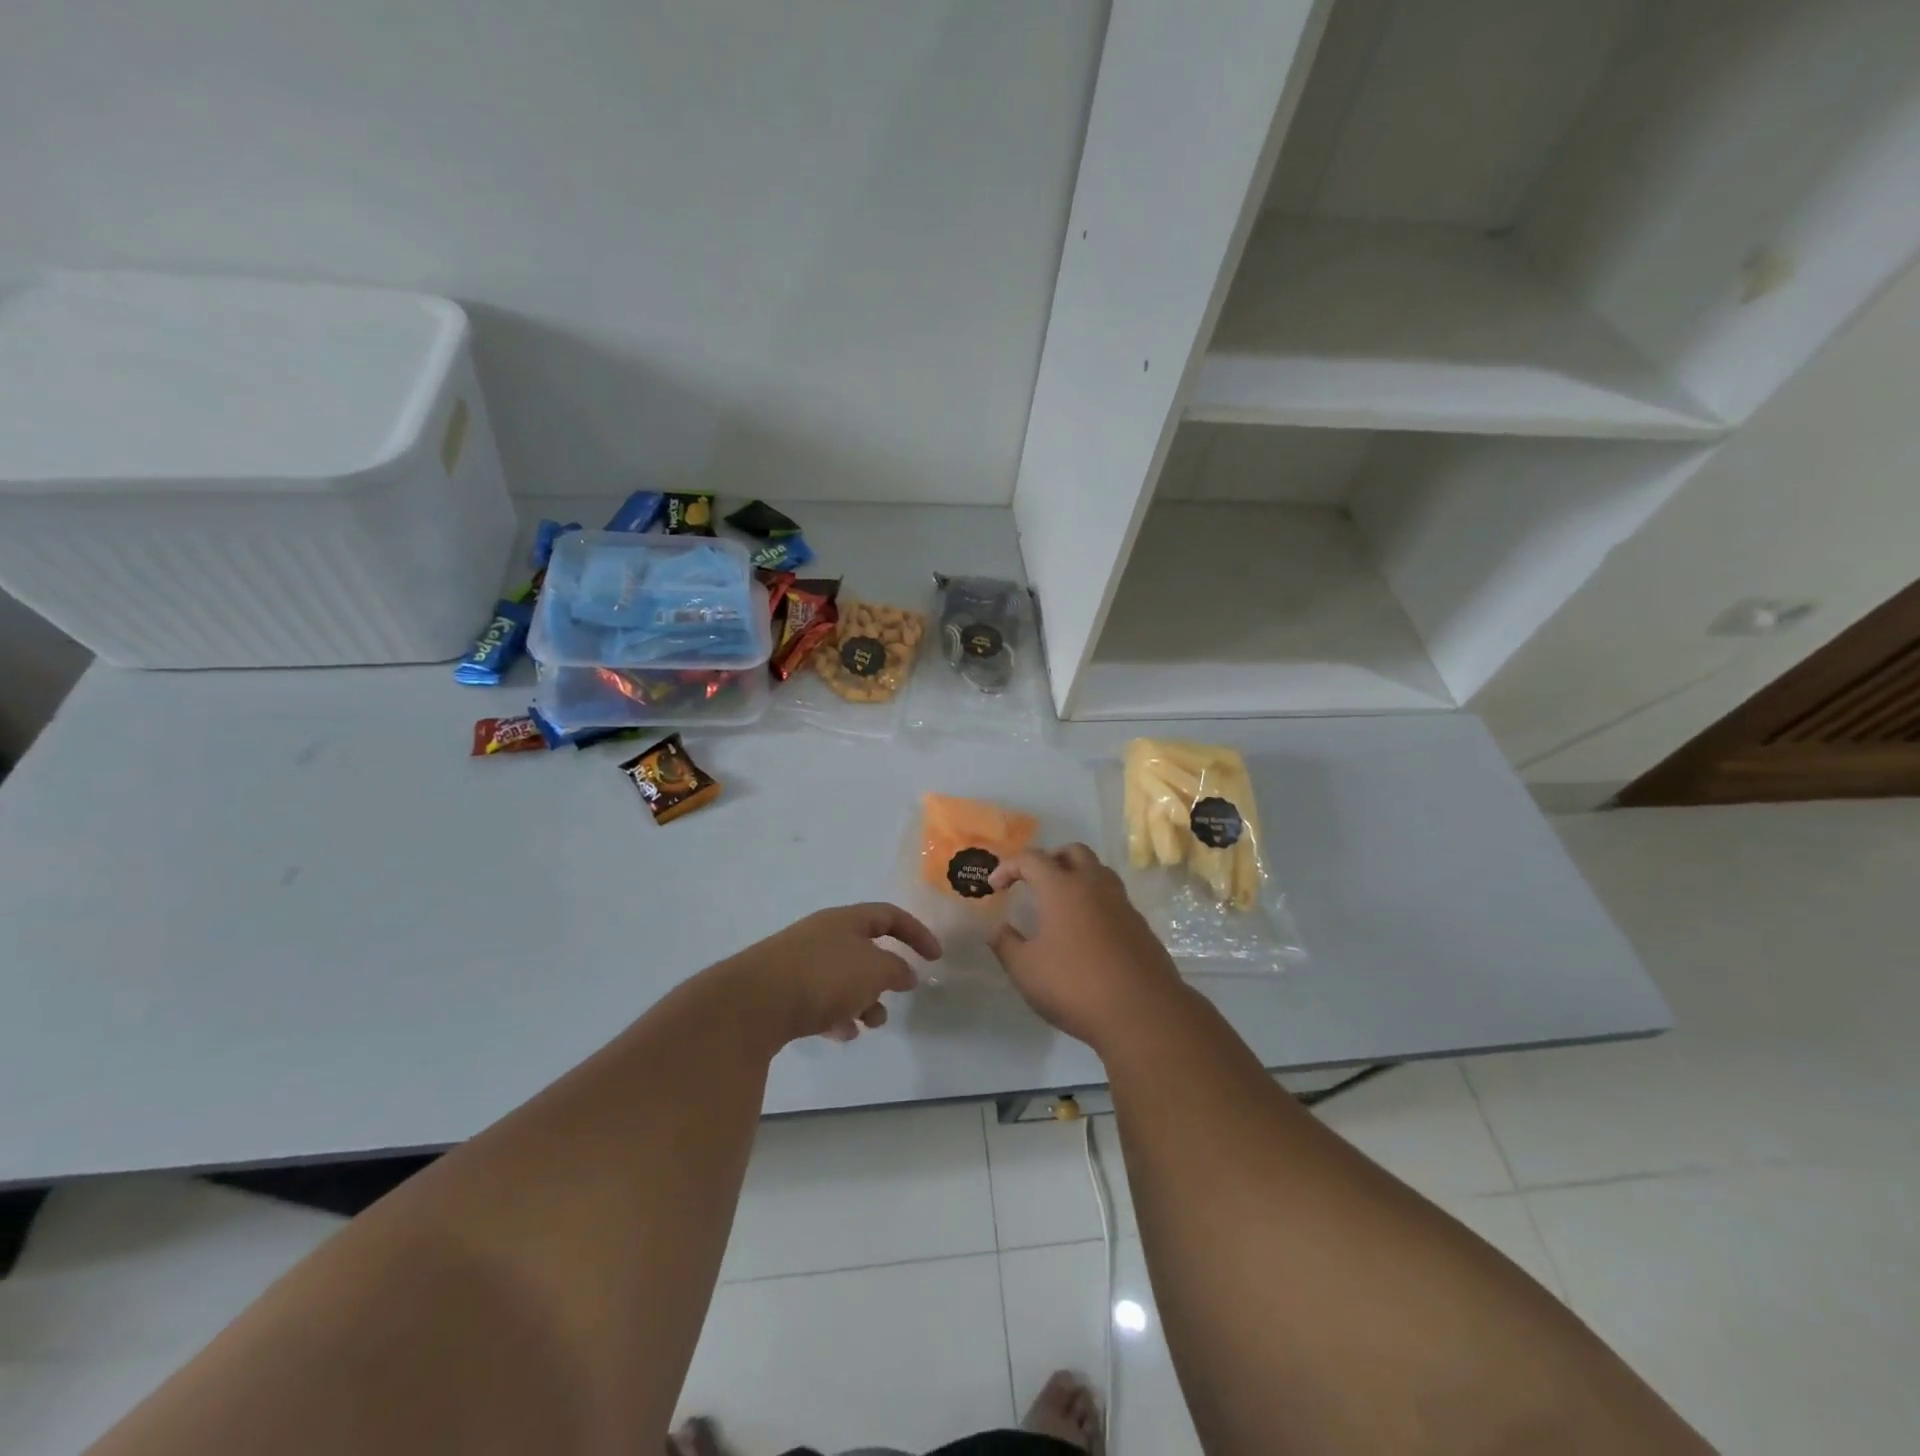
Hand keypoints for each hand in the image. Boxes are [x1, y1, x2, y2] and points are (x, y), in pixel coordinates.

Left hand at [719, 903, 940, 1046]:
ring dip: (863, 1000)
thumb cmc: (823, 976)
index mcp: (845, 920)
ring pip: (843, 977)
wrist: (753, 1003)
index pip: (888, 915)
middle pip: (864, 948)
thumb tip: (905, 972)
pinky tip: (841, 1034)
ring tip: (870, 1023)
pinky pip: (820, 1000)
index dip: (916, 933)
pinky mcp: (782, 991)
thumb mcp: (874, 969)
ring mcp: (799, 962)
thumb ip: (897, 969)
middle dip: (884, 974)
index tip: (935, 958)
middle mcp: (822, 935)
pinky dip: (836, 1015)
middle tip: (897, 995)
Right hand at [988, 843, 1186, 1049]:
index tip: (995, 886)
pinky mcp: (1140, 925)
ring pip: (1098, 872)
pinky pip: (1113, 898)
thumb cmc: (1075, 986)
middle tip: (1033, 883)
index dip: (1008, 867)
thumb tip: (997, 929)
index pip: (1031, 859)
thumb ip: (1006, 945)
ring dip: (1077, 876)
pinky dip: (1095, 901)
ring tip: (1061, 904)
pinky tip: (1086, 931)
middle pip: (1073, 851)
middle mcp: (1094, 886)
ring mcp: (1122, 904)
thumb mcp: (1026, 970)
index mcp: (1062, 888)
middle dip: (1049, 860)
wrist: (1143, 1013)